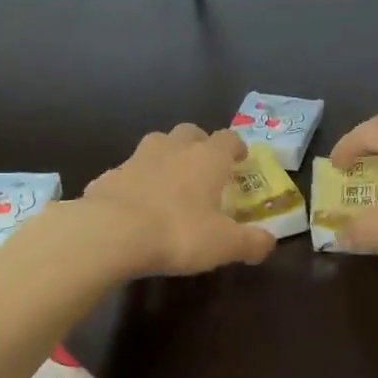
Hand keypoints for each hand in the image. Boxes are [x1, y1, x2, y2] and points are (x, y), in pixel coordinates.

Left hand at [81, 125, 277, 276]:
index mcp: (207, 158)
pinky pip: (127, 173)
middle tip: (204, 168)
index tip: (240, 160)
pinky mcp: (108, 176)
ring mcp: (136, 159)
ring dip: (166, 158)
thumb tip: (269, 243)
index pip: (228, 138)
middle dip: (199, 145)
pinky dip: (135, 183)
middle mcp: (173, 148)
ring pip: (156, 146)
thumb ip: (251, 242)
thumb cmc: (178, 232)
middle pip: (190, 132)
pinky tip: (135, 206)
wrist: (110, 232)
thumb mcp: (224, 245)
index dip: (237, 147)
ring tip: (169, 183)